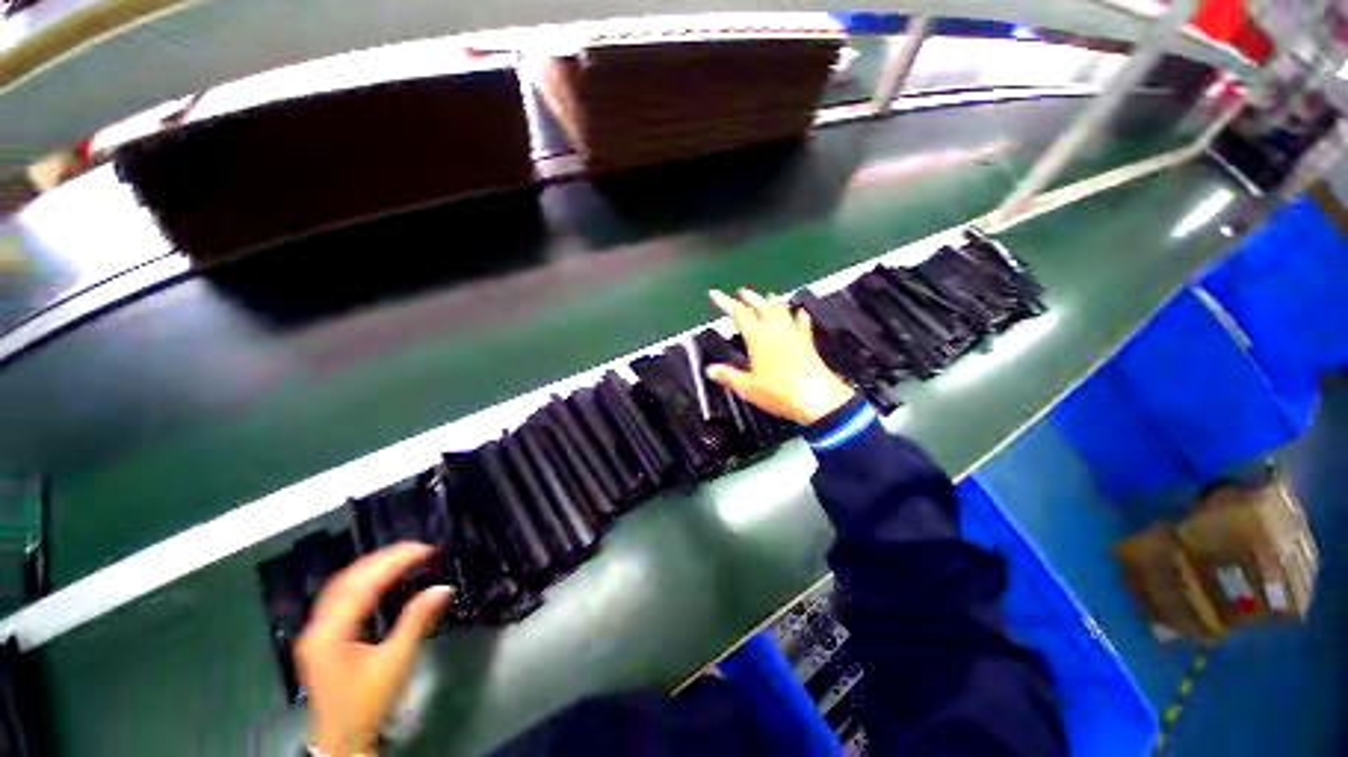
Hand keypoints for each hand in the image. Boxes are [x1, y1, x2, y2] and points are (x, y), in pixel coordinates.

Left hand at [297, 543, 453, 756]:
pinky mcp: (320, 638)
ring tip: (402, 556)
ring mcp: (315, 632)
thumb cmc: (369, 703)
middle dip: (383, 559)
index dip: (395, 562)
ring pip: (340, 586)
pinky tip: (377, 578)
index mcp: (332, 633)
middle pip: (348, 579)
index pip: (363, 584)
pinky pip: (338, 597)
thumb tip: (443, 588)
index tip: (424, 549)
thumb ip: (417, 621)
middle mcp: (318, 627)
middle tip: (417, 548)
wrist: (343, 741)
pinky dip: (361, 581)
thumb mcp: (396, 662)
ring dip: (371, 566)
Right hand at [707, 288, 854, 424]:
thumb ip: (728, 376)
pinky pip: (802, 322)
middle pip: (761, 306)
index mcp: (758, 338)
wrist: (818, 399)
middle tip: (741, 292)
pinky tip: (800, 312)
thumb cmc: (780, 393)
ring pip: (781, 310)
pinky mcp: (807, 342)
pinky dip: (798, 314)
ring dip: (771, 302)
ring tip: (767, 297)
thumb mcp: (747, 388)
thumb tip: (711, 370)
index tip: (716, 294)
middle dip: (750, 297)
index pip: (738, 313)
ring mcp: (794, 334)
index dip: (725, 302)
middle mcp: (776, 330)